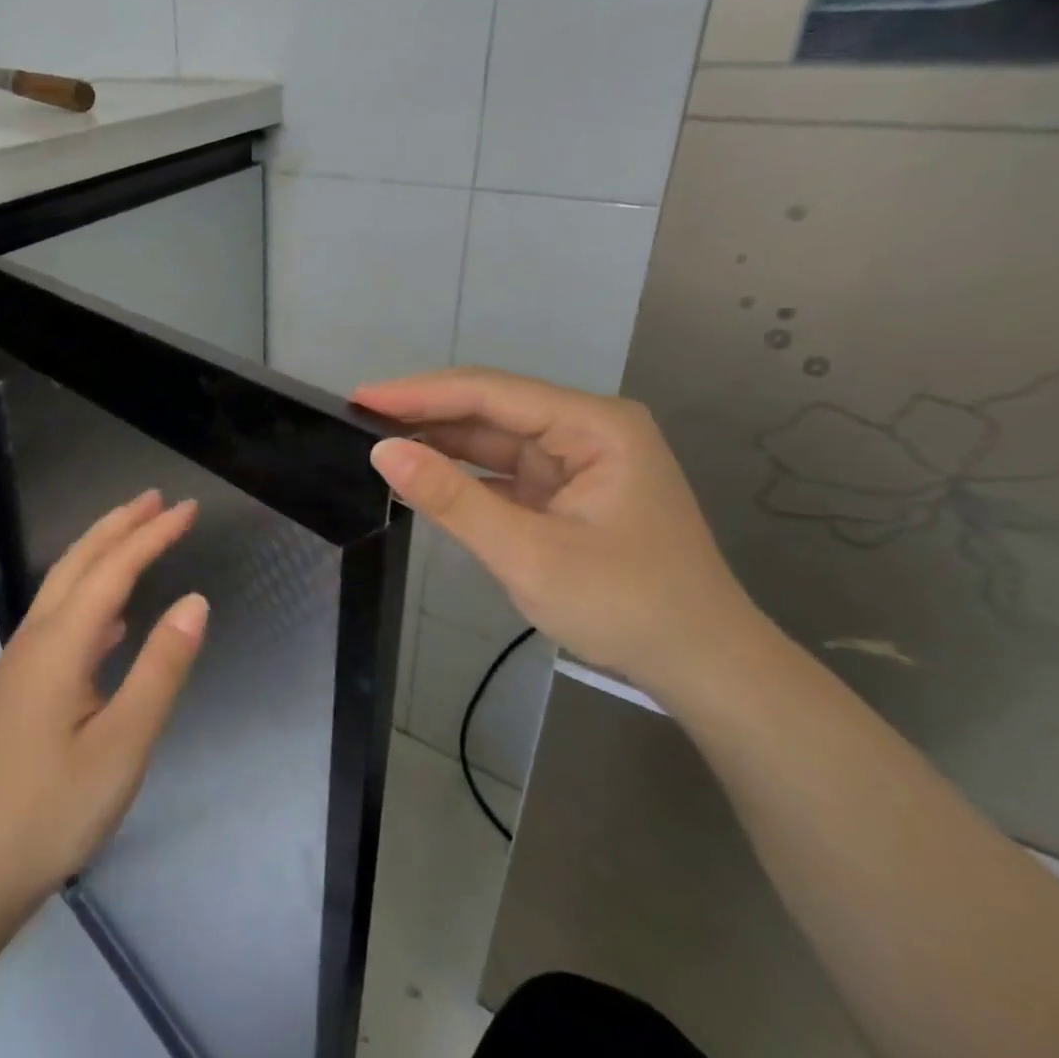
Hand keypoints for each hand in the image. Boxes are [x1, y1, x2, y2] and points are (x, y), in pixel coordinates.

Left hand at [0, 490, 207, 908]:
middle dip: (119, 526)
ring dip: (102, 553)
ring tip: (137, 536)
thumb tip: (195, 602)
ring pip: (65, 587)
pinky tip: (112, 618)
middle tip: (158, 499)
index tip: (189, 509)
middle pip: (80, 563)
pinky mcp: (22, 686)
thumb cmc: (54, 809)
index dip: (153, 535)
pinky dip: (90, 597)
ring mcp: (23, 662)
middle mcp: (36, 639)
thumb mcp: (124, 744)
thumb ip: (161, 669)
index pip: (114, 570)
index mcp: (61, 645)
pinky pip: (60, 619)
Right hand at [353, 369, 768, 695]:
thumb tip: (382, 452)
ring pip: (494, 438)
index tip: (360, 398)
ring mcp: (578, 461)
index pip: (491, 393)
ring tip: (378, 442)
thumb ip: (452, 498)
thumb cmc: (624, 604)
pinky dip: (463, 474)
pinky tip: (422, 476)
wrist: (700, 664)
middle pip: (491, 408)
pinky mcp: (567, 491)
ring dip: (440, 442)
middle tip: (358, 418)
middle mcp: (588, 429)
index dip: (420, 393)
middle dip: (426, 413)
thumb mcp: (527, 553)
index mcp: (594, 426)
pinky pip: (504, 470)